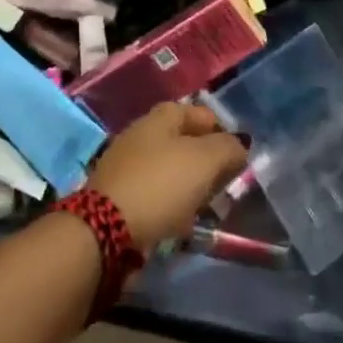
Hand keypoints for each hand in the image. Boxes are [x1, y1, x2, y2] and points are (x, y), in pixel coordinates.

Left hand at [86, 101, 247, 249]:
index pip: (198, 112)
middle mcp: (141, 135)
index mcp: (160, 117)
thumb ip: (229, 148)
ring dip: (190, 186)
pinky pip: (154, 195)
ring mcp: (126, 167)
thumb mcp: (206, 160)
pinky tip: (180, 222)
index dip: (220, 129)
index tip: (236, 155)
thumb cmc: (161, 184)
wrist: (103, 230)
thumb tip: (239, 147)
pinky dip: (170, 205)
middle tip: (224, 183)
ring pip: (170, 171)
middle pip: (184, 142)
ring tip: (206, 207)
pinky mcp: (117, 198)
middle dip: (207, 161)